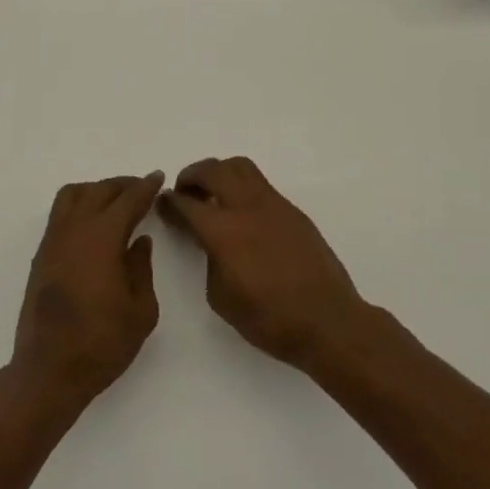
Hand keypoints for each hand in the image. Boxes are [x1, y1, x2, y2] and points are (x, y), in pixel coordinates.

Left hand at [8, 172, 164, 414]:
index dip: (145, 187)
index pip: (127, 200)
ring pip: (73, 195)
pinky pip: (60, 214)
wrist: (49, 370)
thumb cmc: (102, 343)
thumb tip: (139, 241)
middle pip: (99, 191)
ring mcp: (53, 240)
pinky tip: (94, 224)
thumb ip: (141, 268)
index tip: (158, 177)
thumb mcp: (140, 310)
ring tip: (116, 202)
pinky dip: (80, 206)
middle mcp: (74, 230)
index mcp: (102, 238)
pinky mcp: (41, 255)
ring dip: (97, 190)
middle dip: (123, 185)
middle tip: (142, 189)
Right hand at [160, 156, 367, 367]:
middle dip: (192, 176)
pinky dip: (243, 188)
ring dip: (219, 173)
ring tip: (213, 193)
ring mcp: (273, 205)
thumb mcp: (221, 297)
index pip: (186, 203)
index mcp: (223, 231)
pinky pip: (261, 185)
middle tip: (184, 191)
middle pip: (213, 170)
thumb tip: (211, 243)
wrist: (327, 321)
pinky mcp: (293, 211)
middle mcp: (246, 208)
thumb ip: (209, 260)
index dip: (169, 202)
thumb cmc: (269, 320)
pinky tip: (242, 213)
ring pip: (240, 167)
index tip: (162, 203)